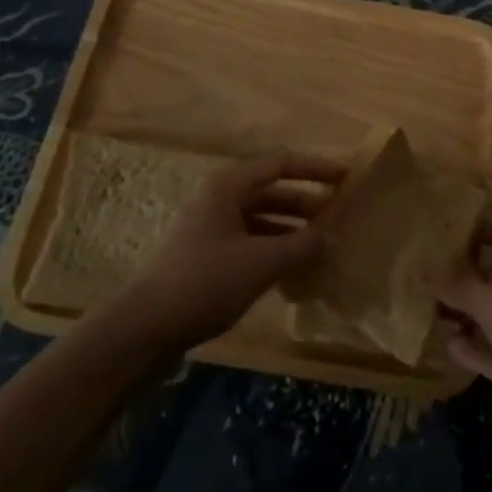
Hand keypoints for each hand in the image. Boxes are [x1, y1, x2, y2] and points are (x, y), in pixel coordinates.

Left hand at [115, 152, 343, 352]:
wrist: (145, 327)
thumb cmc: (205, 282)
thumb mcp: (262, 262)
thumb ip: (301, 245)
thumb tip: (327, 236)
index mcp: (228, 186)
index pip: (280, 164)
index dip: (315, 169)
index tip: (346, 178)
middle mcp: (218, 198)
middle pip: (270, 189)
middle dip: (305, 201)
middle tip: (337, 215)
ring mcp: (209, 226)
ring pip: (260, 217)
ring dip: (291, 227)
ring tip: (320, 245)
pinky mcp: (205, 253)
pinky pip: (248, 239)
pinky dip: (273, 247)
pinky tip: (292, 269)